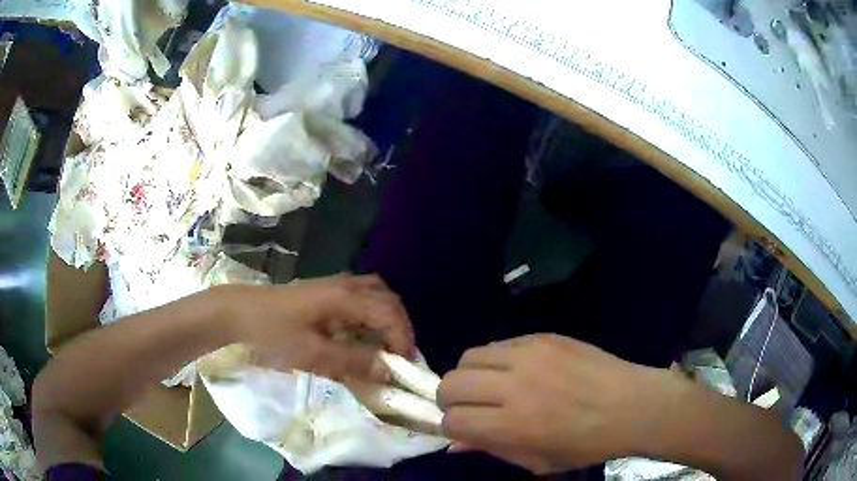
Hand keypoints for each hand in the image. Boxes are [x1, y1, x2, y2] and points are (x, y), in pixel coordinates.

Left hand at [217, 274, 414, 382]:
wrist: (238, 312)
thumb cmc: (272, 333)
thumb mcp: (312, 354)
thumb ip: (353, 362)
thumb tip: (388, 372)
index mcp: (345, 297)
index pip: (389, 314)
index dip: (403, 339)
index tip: (404, 367)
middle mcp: (345, 284)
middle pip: (388, 299)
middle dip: (400, 327)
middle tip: (400, 356)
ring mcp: (334, 283)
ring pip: (376, 293)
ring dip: (387, 317)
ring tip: (386, 344)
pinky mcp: (323, 289)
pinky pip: (361, 295)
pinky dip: (372, 312)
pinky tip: (362, 330)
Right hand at [437, 334, 659, 473]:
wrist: (631, 405)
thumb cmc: (586, 444)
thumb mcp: (537, 460)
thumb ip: (491, 449)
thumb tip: (453, 444)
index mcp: (513, 425)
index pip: (453, 419)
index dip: (451, 426)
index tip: (464, 428)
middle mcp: (514, 386)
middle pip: (451, 383)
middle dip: (450, 399)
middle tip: (468, 406)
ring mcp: (529, 356)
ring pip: (469, 357)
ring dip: (469, 375)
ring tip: (489, 386)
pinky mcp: (543, 337)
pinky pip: (500, 343)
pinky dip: (495, 360)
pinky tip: (515, 371)